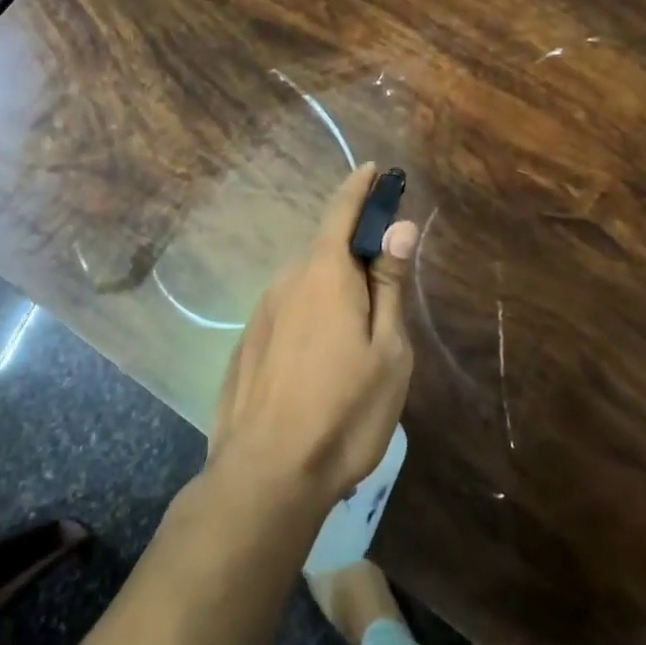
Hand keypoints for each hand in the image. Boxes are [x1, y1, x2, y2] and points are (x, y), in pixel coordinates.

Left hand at [207, 164, 418, 505]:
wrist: (266, 474)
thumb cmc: (344, 411)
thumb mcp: (388, 350)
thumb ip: (390, 284)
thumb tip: (399, 227)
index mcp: (324, 274)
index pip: (341, 212)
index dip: (360, 188)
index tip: (374, 170)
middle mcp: (286, 281)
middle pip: (325, 251)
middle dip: (354, 255)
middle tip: (384, 291)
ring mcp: (260, 313)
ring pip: (305, 286)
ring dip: (331, 293)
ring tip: (355, 341)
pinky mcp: (246, 344)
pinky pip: (286, 314)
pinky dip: (308, 318)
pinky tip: (318, 363)